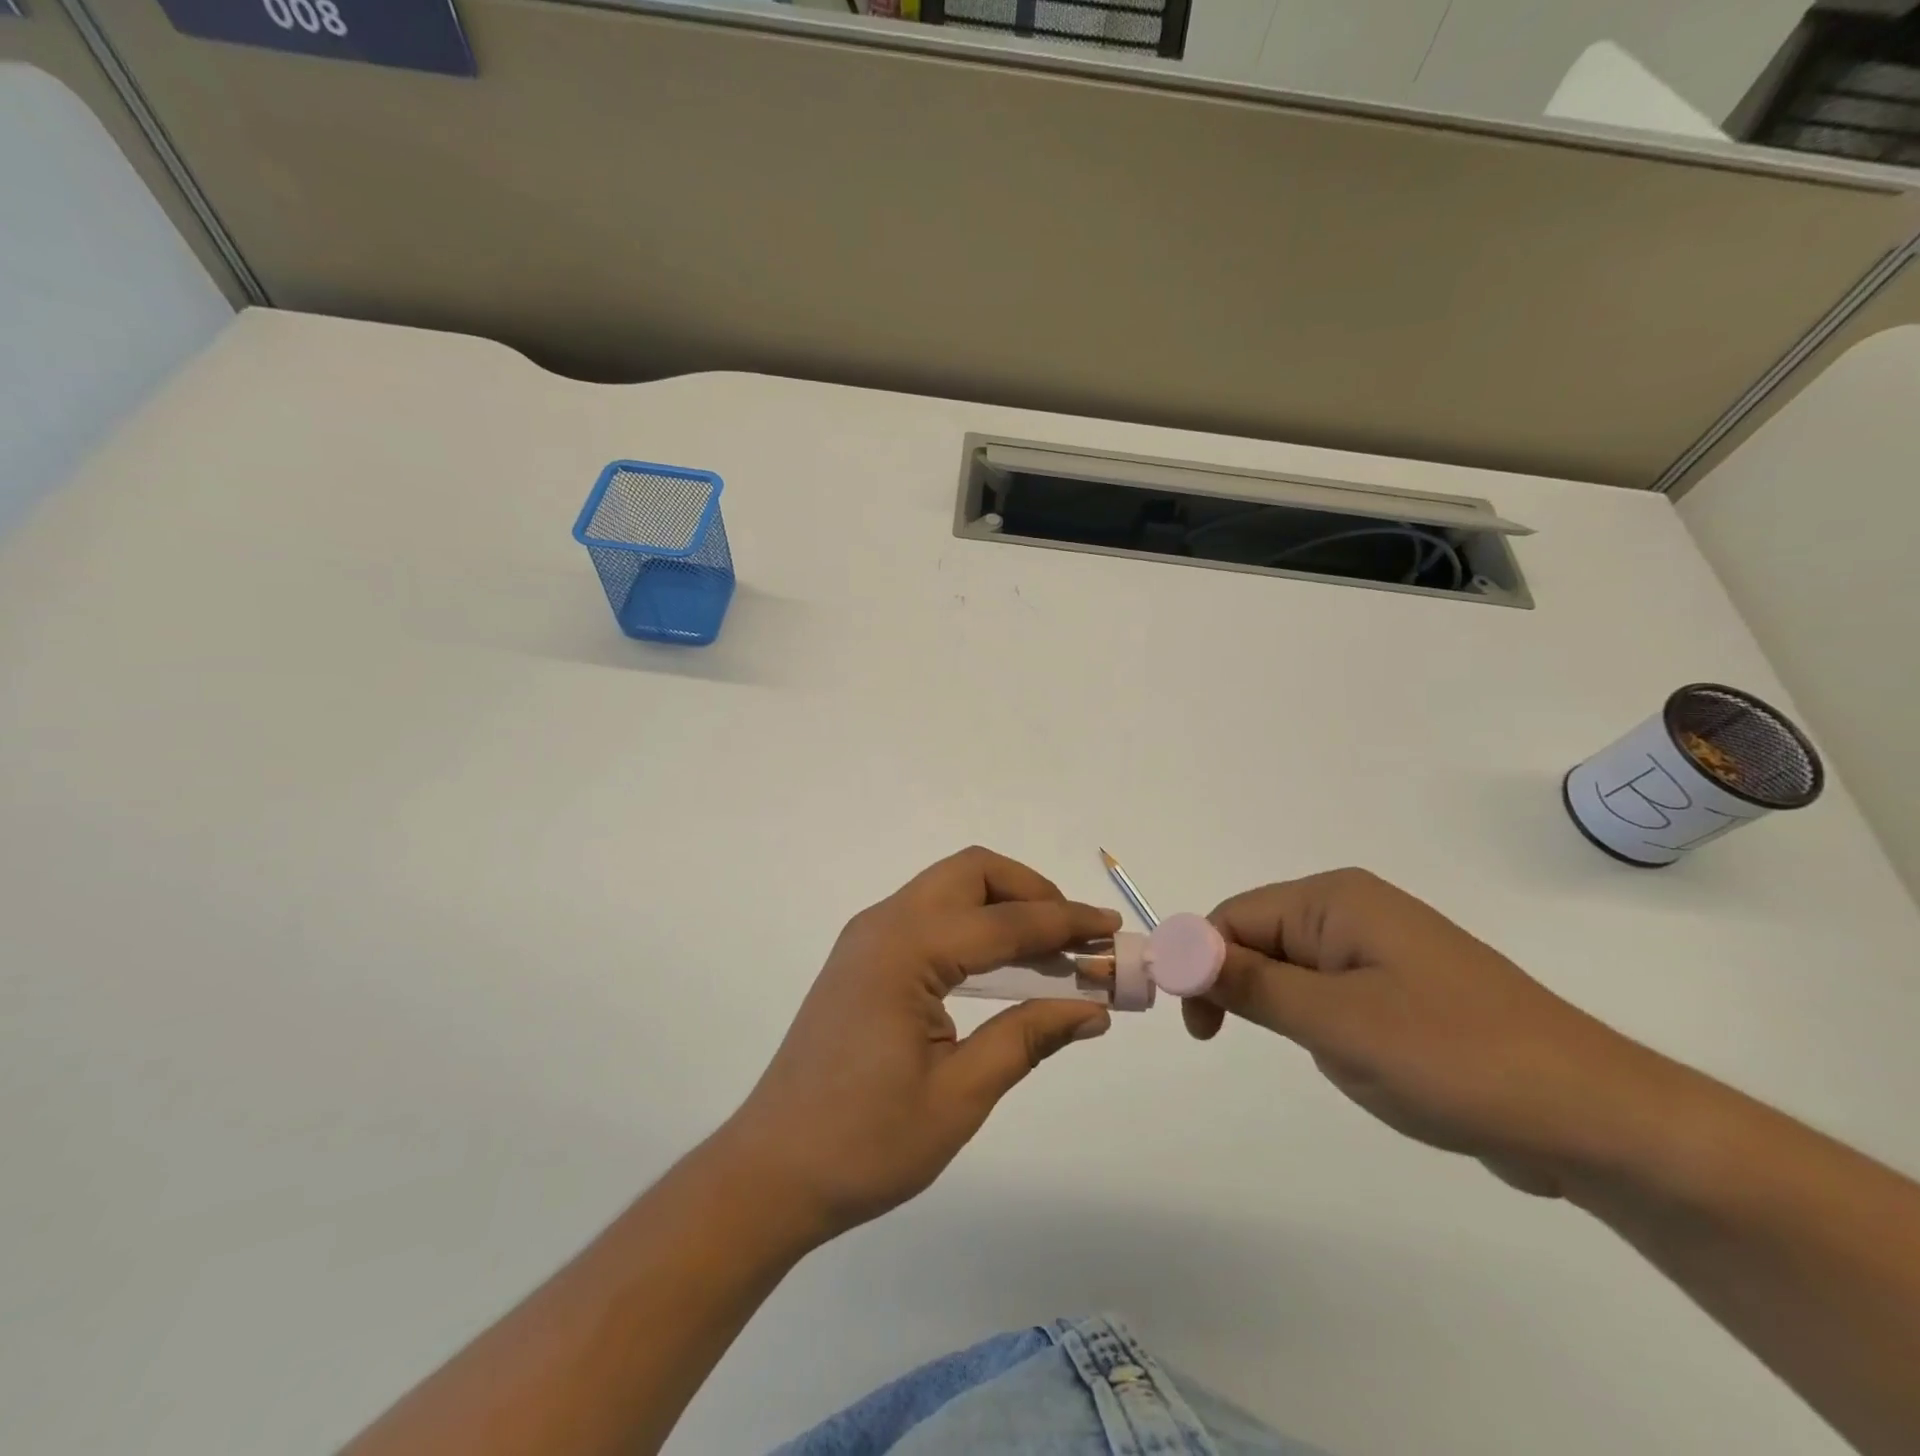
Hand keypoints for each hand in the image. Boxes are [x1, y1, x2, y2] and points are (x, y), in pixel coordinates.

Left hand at [715, 847, 1120, 1242]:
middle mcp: (884, 925)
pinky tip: (1002, 968)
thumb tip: (1093, 1009)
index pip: (1005, 920)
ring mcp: (867, 938)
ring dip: (1004, 907)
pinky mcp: (862, 959)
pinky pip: (929, 917)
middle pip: (971, 873)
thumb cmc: (865, 1142)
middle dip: (1031, 892)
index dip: (1066, 923)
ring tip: (1052, 952)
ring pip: (949, 889)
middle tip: (1076, 936)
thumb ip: (1027, 1037)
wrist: (770, 1171)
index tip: (1114, 930)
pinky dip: (974, 926)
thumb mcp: (959, 1096)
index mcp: (906, 950)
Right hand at [1187, 869, 1676, 1195]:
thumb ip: (1247, 983)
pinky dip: (1322, 1027)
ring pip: (1293, 973)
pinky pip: (1330, 996)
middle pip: (1259, 940)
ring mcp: (1383, 950)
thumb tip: (1173, 950)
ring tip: (1338, 1059)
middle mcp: (1354, 911)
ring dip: (1289, 1016)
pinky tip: (1365, 1064)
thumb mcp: (1334, 1022)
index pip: (1234, 917)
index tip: (1198, 1027)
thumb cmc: (1455, 1058)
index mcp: (1335, 900)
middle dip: (1247, 992)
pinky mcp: (1403, 989)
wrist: (1596, 1120)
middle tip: (1253, 1050)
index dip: (1201, 963)